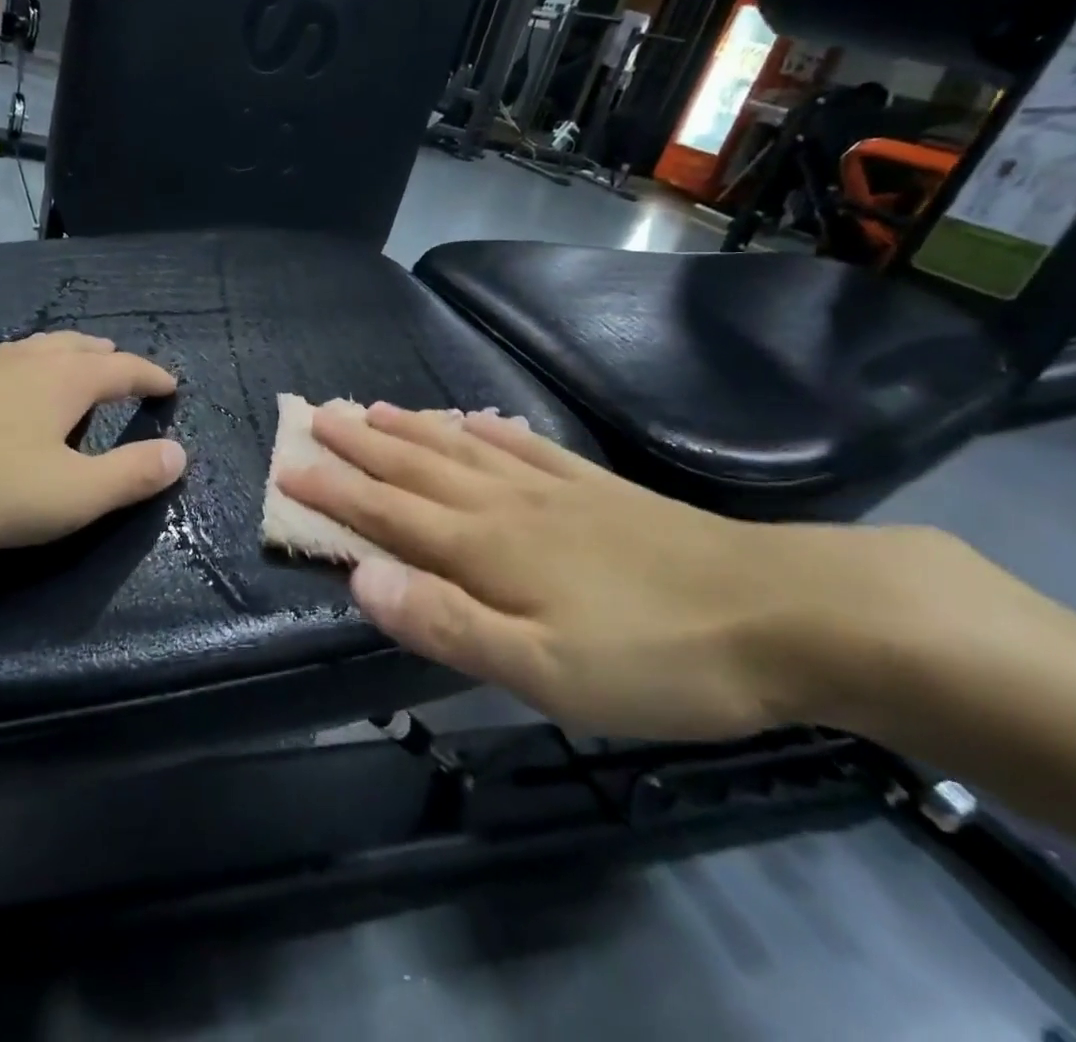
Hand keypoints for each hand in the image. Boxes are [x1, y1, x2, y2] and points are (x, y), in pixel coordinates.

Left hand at [0, 332, 185, 557]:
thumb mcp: (67, 496)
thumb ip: (129, 476)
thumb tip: (179, 454)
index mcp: (63, 379)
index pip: (124, 369)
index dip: (151, 377)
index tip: (170, 384)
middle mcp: (21, 358)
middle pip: (75, 347)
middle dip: (105, 357)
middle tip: (120, 366)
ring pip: (27, 351)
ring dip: (56, 358)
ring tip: (64, 371)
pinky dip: (6, 373)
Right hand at [274, 402, 984, 740]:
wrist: (784, 613)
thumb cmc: (654, 657)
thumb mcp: (541, 669)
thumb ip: (445, 623)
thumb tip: (360, 579)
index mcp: (484, 548)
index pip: (388, 512)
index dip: (335, 489)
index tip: (290, 464)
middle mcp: (506, 505)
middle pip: (418, 466)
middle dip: (362, 443)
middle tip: (320, 414)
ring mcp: (554, 490)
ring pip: (463, 448)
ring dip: (414, 428)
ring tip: (377, 407)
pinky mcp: (598, 489)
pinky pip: (528, 448)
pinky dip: (493, 430)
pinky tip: (480, 419)